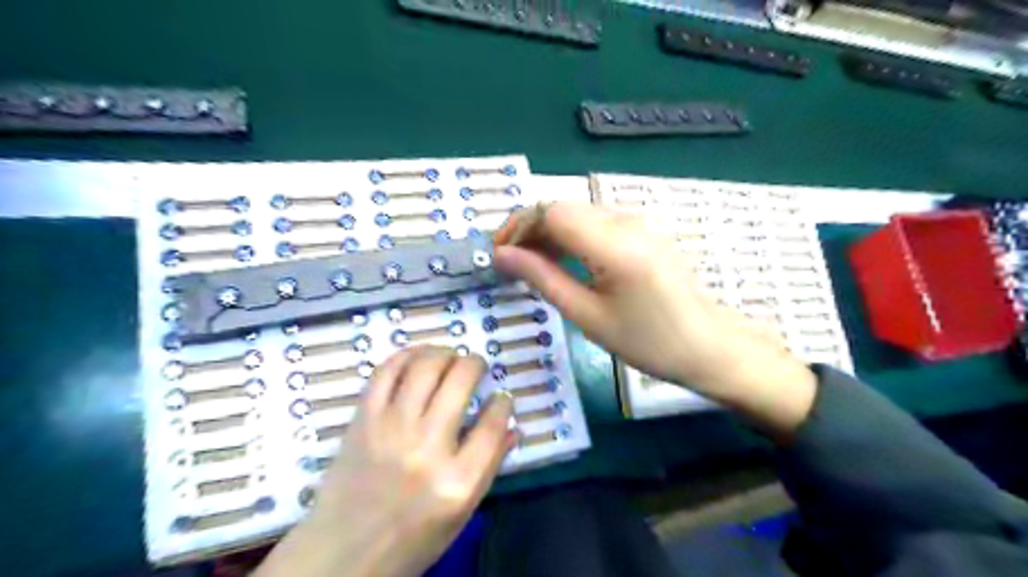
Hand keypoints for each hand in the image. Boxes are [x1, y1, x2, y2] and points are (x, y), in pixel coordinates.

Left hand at [257, 348, 513, 576]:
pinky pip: (386, 372)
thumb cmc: (412, 538)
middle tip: (477, 366)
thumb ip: (491, 464)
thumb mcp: (462, 513)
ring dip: (444, 351)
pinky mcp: (363, 420)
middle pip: (460, 381)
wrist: (344, 554)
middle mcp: (426, 448)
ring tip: (451, 356)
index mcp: (458, 480)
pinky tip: (419, 357)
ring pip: (425, 366)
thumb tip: (512, 424)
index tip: (502, 397)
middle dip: (476, 363)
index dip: (503, 403)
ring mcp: (391, 429)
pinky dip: (407, 355)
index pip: (494, 424)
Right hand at [494, 202, 815, 436]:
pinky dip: (571, 235)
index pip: (552, 213)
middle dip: (530, 229)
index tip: (499, 254)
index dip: (519, 227)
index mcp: (615, 245)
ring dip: (549, 232)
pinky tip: (562, 259)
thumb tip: (502, 255)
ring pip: (578, 212)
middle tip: (512, 262)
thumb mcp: (588, 316)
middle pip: (563, 207)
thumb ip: (543, 279)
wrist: (708, 345)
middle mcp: (627, 221)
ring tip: (531, 264)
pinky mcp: (643, 230)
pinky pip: (596, 221)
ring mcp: (639, 223)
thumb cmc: (648, 342)